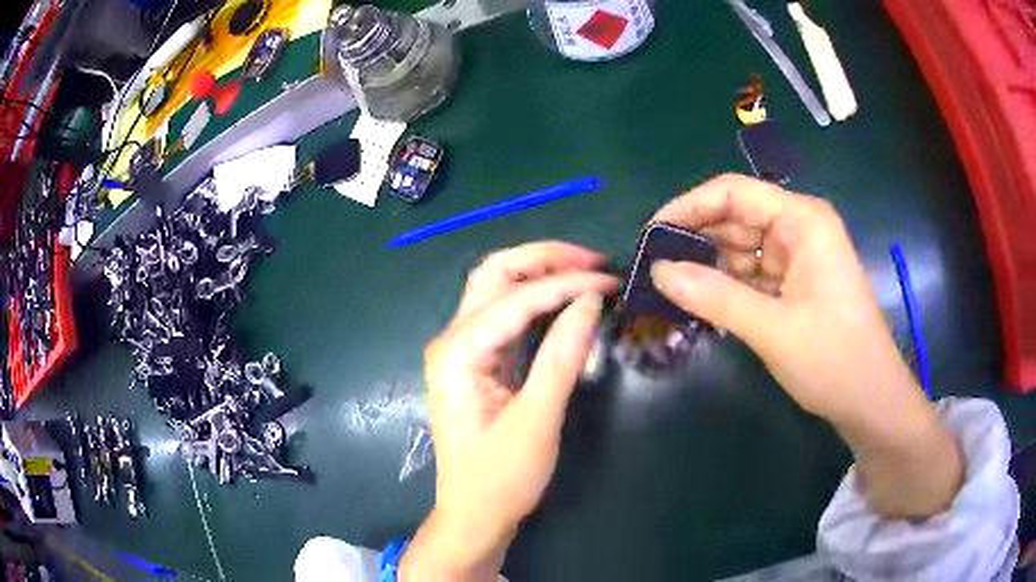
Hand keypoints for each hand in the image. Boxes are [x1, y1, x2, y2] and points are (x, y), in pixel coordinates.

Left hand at [402, 242, 618, 580]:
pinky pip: (506, 315)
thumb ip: (562, 357)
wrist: (474, 516)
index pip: (516, 298)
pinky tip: (566, 300)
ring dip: (541, 273)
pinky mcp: (478, 362)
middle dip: (544, 259)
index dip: (566, 284)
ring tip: (587, 272)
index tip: (611, 281)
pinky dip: (537, 299)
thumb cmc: (500, 479)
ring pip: (498, 289)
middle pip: (494, 275)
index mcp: (457, 353)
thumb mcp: (537, 421)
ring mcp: (463, 349)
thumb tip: (590, 301)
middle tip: (594, 262)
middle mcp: (452, 340)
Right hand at [648, 174, 961, 517]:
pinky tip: (699, 301)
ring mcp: (798, 257)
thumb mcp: (772, 329)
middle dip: (696, 239)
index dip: (689, 207)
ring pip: (741, 248)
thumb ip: (714, 296)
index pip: (735, 192)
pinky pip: (752, 274)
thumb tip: (657, 272)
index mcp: (803, 221)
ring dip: (708, 266)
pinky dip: (726, 286)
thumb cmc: (833, 359)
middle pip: (736, 218)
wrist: (870, 401)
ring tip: (667, 286)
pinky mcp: (795, 283)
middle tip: (651, 266)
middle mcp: (800, 228)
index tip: (649, 233)